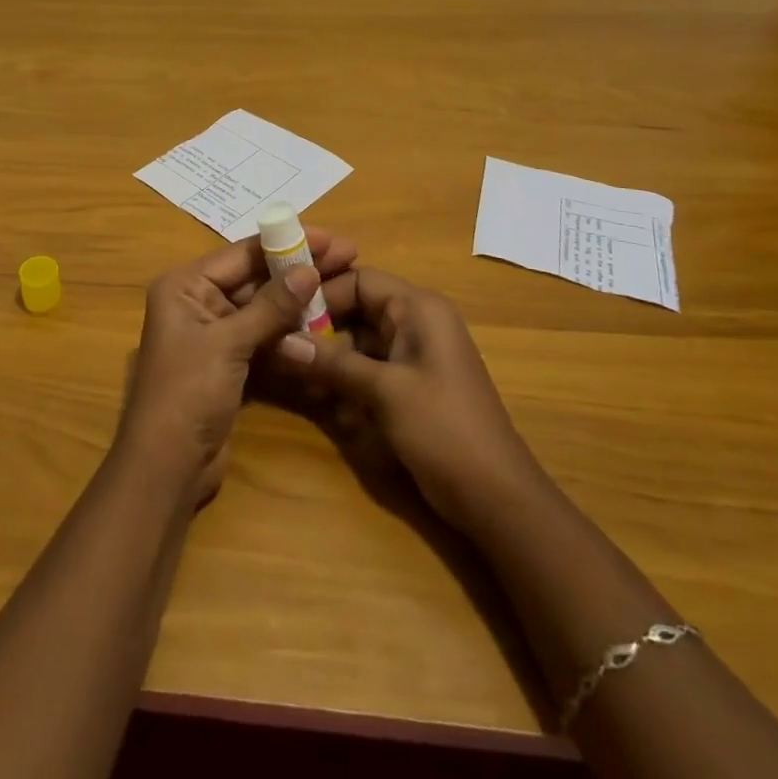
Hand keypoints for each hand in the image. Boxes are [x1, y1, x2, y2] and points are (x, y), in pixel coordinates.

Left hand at [118, 229, 357, 505]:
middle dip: (297, 269)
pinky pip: (263, 337)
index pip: (241, 254)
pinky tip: (324, 324)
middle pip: (254, 278)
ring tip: (343, 286)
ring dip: (298, 301)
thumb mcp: (228, 343)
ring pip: (262, 308)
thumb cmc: (188, 392)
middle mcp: (197, 301)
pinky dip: (289, 333)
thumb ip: (270, 306)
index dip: (286, 243)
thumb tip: (309, 270)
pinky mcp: (229, 362)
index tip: (329, 238)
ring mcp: (214, 333)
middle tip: (347, 258)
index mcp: (185, 286)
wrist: (167, 468)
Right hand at [293, 268, 535, 529]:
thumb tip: (279, 341)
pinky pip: (369, 367)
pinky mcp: (411, 385)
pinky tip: (322, 400)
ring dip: (329, 356)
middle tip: (282, 346)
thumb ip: (331, 362)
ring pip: (359, 340)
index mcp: (419, 308)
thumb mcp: (383, 391)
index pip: (359, 279)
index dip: (322, 293)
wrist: (498, 499)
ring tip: (295, 377)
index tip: (284, 313)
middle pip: (357, 308)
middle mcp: (417, 322)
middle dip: (321, 327)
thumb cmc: (444, 429)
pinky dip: (346, 378)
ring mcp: (415, 355)